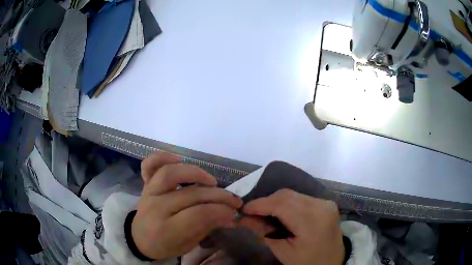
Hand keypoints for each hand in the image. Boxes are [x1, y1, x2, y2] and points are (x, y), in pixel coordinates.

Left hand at [132, 152, 242, 259]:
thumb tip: (230, 215)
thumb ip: (207, 227)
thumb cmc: (165, 245)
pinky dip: (162, 157)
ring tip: (212, 181)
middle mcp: (156, 208)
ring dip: (196, 173)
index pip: (198, 214)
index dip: (221, 211)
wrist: (140, 239)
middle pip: (191, 195)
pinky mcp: (145, 184)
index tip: (234, 212)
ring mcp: (149, 193)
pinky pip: (150, 165)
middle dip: (219, 196)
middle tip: (233, 200)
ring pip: (171, 174)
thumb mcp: (188, 245)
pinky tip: (178, 159)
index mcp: (166, 230)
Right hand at [243, 189, 344, 264]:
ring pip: (293, 194)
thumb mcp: (284, 252)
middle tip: (252, 213)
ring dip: (275, 202)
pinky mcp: (326, 202)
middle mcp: (321, 205)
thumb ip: (264, 232)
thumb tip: (244, 218)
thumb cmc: (308, 262)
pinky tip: (280, 213)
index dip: (259, 205)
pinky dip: (287, 203)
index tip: (243, 210)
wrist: (333, 262)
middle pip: (286, 195)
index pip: (281, 205)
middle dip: (266, 202)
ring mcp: (326, 202)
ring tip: (264, 213)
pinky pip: (301, 197)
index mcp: (313, 221)